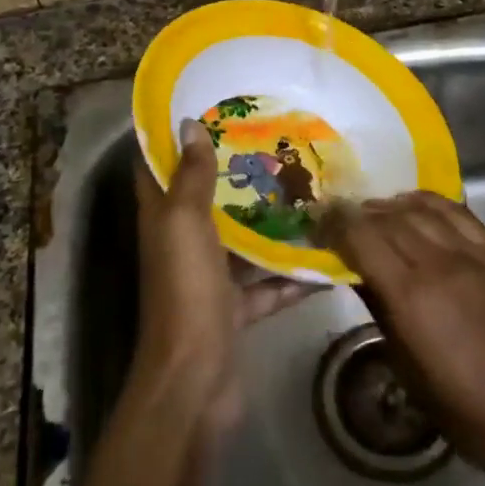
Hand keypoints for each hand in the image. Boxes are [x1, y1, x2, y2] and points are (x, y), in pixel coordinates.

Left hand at [132, 120, 318, 430]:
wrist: (195, 377)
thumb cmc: (186, 288)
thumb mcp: (186, 222)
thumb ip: (191, 176)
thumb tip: (188, 123)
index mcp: (162, 218)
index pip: (157, 168)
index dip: (173, 138)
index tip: (207, 108)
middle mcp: (182, 243)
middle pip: (205, 201)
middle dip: (234, 174)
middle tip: (273, 143)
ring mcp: (209, 278)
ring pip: (240, 241)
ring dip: (268, 222)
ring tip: (307, 191)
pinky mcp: (234, 309)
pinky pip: (266, 285)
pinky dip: (292, 275)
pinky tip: (327, 257)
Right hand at [322, 192, 484, 482]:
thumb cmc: (462, 405)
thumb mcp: (405, 367)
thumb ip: (379, 309)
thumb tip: (356, 273)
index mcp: (411, 295)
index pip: (362, 236)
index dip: (335, 224)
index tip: (319, 224)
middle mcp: (439, 262)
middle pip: (388, 217)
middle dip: (358, 213)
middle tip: (341, 219)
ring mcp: (473, 253)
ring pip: (421, 209)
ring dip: (391, 206)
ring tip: (377, 213)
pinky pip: (458, 212)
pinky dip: (430, 203)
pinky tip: (417, 207)